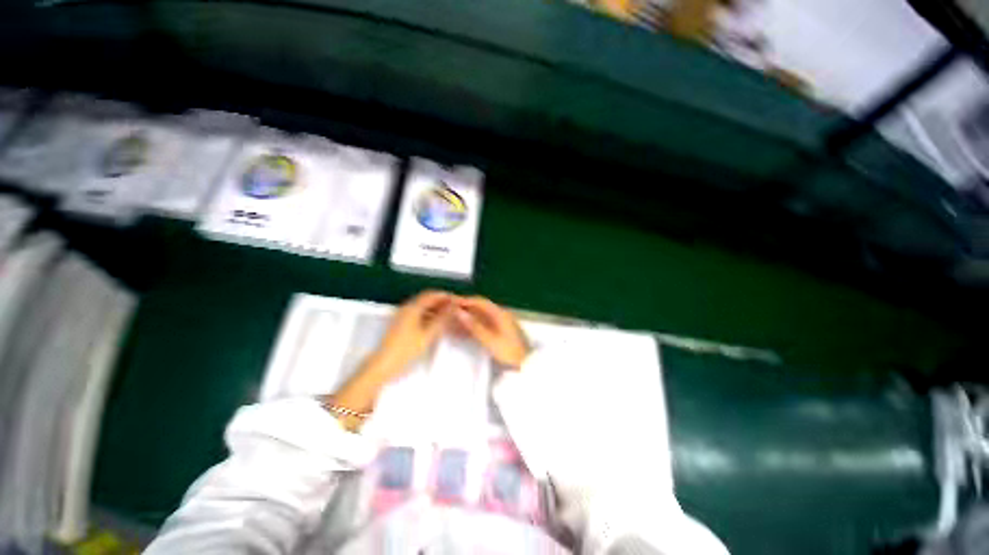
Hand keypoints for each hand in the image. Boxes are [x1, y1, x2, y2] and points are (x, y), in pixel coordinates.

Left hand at [378, 290, 455, 368]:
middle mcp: (406, 308)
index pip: (432, 294)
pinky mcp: (401, 322)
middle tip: (454, 307)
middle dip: (441, 301)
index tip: (456, 300)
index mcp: (412, 308)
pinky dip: (429, 314)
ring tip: (448, 315)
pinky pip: (418, 313)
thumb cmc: (405, 350)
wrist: (384, 365)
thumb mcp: (427, 334)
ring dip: (435, 308)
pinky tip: (435, 322)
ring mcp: (402, 315)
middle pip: (426, 299)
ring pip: (422, 306)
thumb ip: (441, 318)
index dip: (445, 296)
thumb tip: (452, 307)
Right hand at [455, 296, 528, 367]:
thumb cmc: (509, 352)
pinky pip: (487, 321)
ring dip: (471, 315)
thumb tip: (459, 313)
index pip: (480, 302)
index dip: (466, 301)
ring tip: (457, 319)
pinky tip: (469, 328)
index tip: (452, 303)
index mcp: (500, 313)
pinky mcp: (503, 330)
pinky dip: (476, 322)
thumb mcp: (489, 340)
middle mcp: (502, 314)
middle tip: (452, 311)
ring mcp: (503, 321)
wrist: (526, 364)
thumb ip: (474, 326)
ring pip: (484, 314)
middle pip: (482, 306)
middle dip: (467, 307)